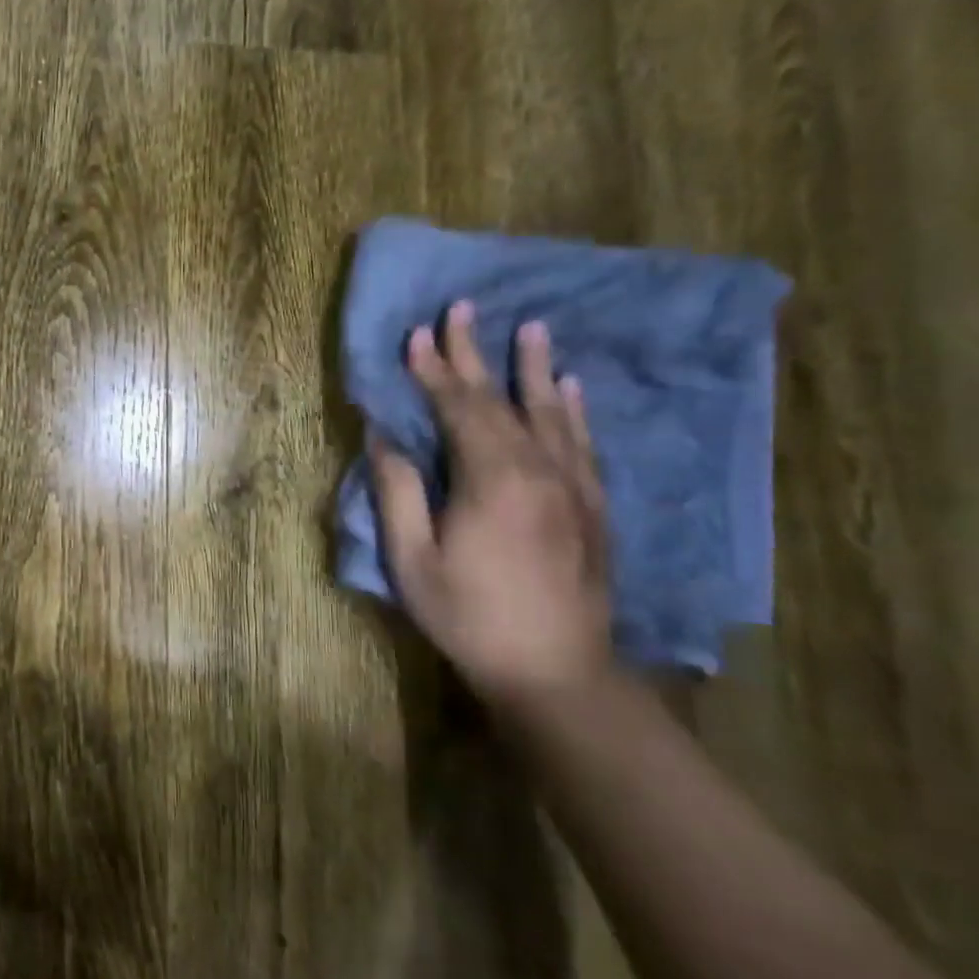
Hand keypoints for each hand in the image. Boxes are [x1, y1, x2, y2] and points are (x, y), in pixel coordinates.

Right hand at [369, 301, 610, 703]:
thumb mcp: (413, 560)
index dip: (433, 369)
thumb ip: (399, 493)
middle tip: (464, 308)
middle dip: (475, 353)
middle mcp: (539, 469)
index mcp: (492, 479)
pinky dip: (573, 410)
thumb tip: (385, 438)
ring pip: (550, 413)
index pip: (457, 408)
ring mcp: (574, 487)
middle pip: (501, 400)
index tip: (416, 333)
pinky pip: (583, 444)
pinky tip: (571, 388)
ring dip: (535, 368)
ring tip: (531, 328)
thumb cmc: (469, 616)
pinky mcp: (593, 506)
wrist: (555, 671)